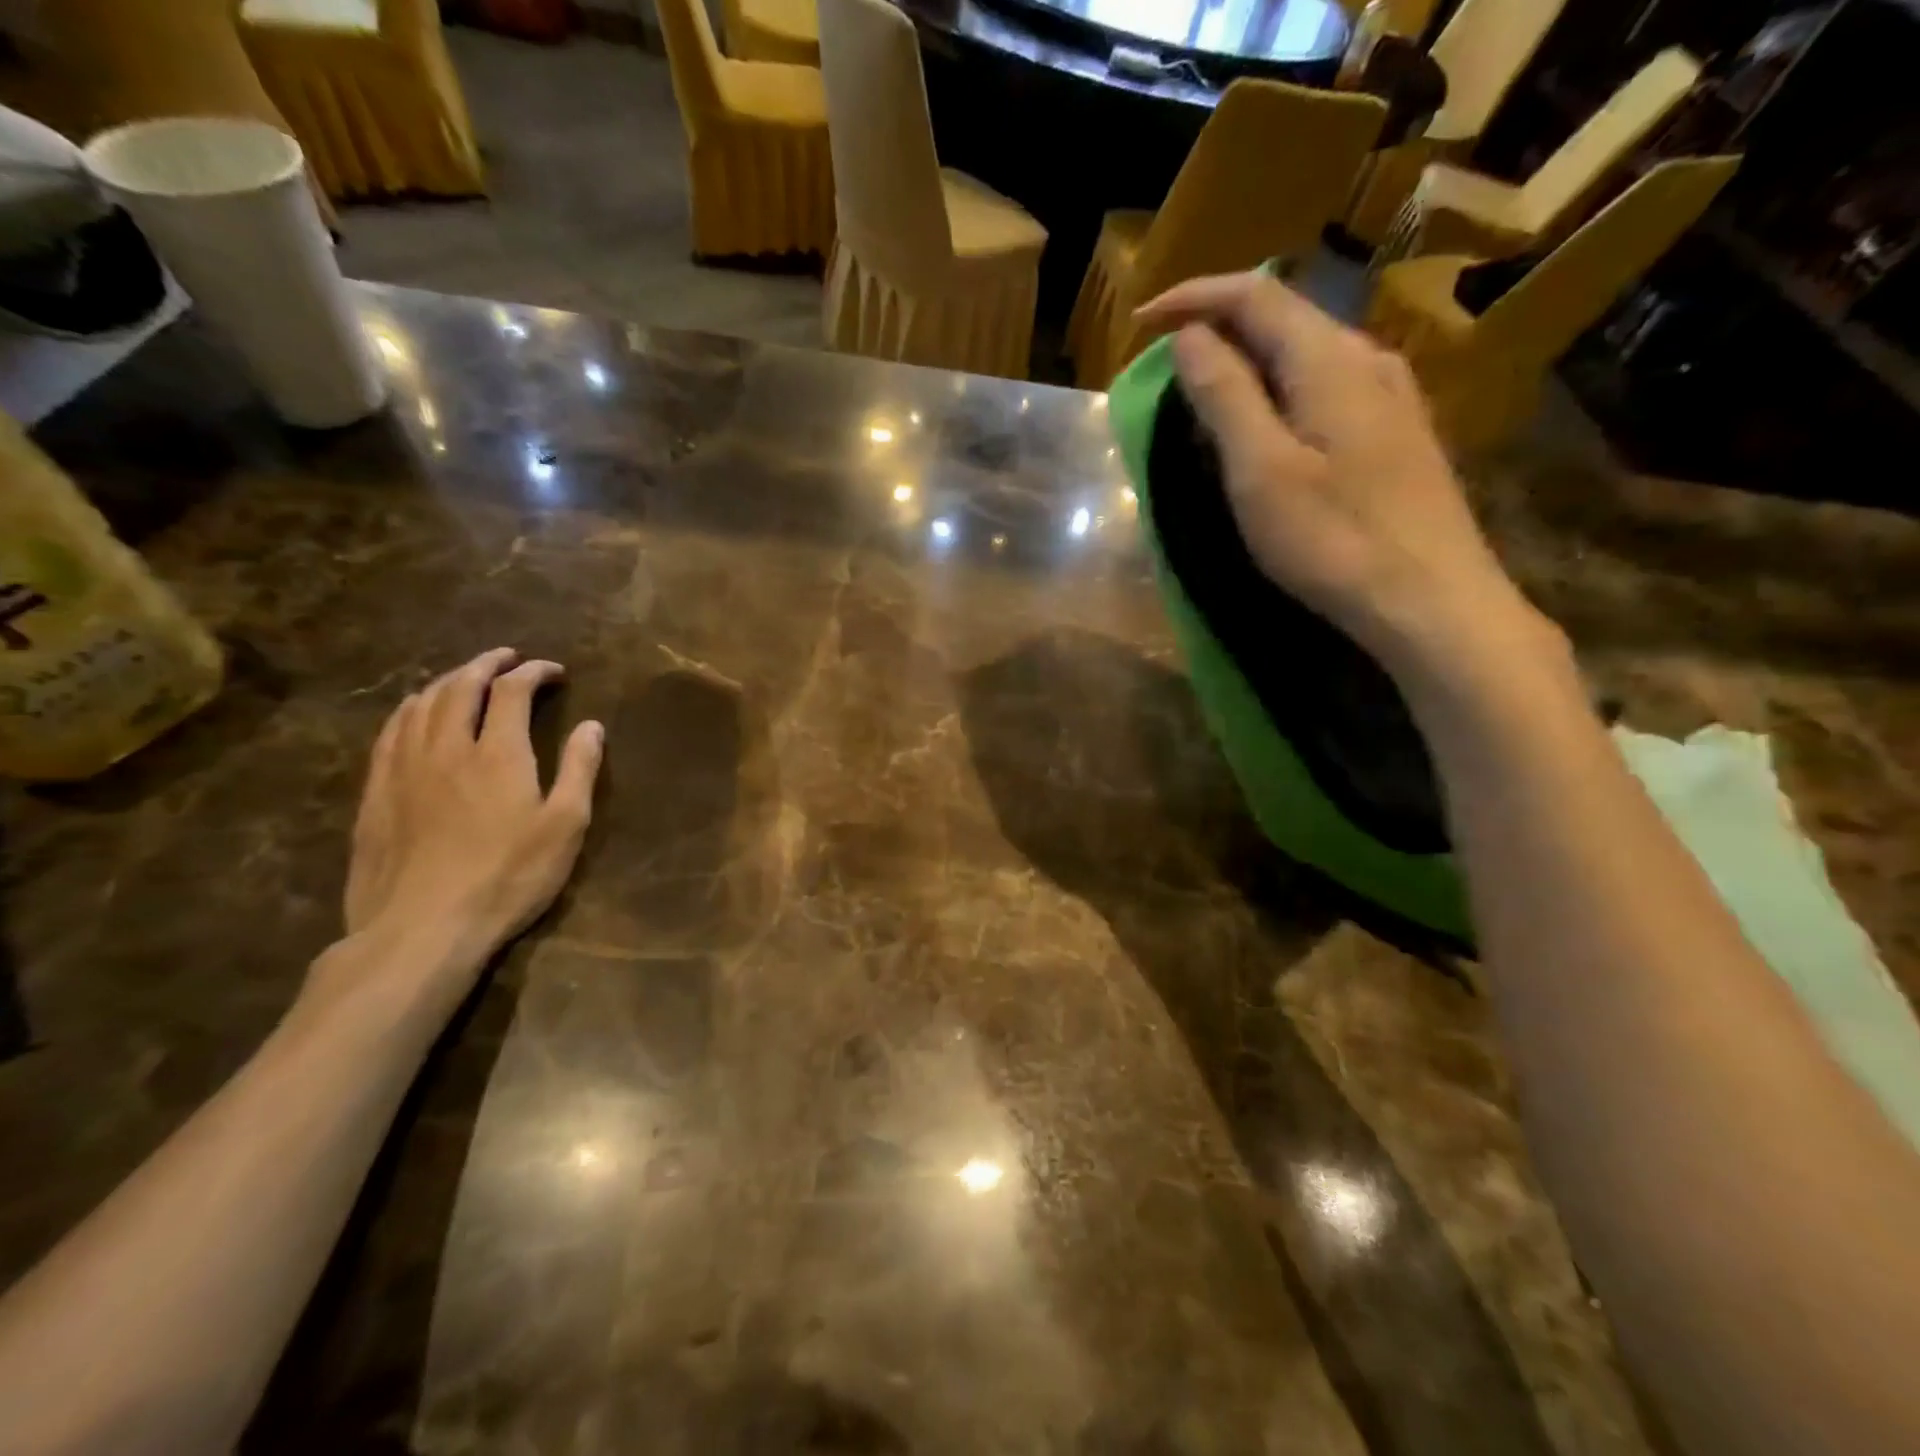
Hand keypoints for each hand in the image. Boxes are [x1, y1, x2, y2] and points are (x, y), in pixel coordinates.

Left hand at [335, 649, 603, 996]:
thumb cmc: (508, 877)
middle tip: (507, 657)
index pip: (512, 691)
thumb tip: (592, 726)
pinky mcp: (376, 794)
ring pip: (420, 704)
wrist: (422, 928)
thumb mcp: (565, 826)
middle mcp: (447, 747)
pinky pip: (389, 733)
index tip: (554, 671)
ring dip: (446, 680)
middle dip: (487, 664)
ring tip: (465, 677)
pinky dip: (409, 709)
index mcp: (499, 753)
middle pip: (460, 686)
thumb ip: (579, 770)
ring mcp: (404, 769)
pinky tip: (415, 714)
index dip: (533, 672)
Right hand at [1135, 272, 1552, 683]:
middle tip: (1167, 364)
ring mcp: (1391, 396)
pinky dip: (1280, 390)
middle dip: (1219, 325)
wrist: (1430, 600)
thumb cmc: (1334, 539)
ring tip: (1207, 394)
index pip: (1254, 295)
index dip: (1192, 297)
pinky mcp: (1397, 434)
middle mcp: (1367, 359)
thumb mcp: (1261, 470)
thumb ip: (1225, 396)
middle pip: (1284, 316)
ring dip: (1250, 361)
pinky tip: (1268, 427)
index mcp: (1329, 359)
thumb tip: (1192, 336)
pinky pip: (1326, 387)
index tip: (1140, 321)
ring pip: (1306, 353)